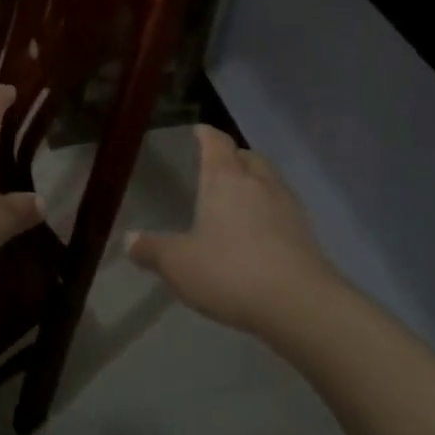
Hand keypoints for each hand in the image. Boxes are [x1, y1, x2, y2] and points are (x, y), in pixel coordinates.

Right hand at [125, 125, 334, 332]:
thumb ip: (151, 249)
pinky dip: (269, 211)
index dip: (206, 134)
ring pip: (269, 180)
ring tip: (237, 199)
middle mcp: (258, 183)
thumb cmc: (230, 272)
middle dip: (233, 157)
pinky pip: (282, 208)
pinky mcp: (306, 233)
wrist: (299, 304)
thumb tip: (128, 239)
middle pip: (248, 156)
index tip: (198, 131)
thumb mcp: (178, 264)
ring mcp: (287, 206)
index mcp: (225, 179)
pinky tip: (258, 233)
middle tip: (217, 167)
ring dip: (254, 182)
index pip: (216, 143)